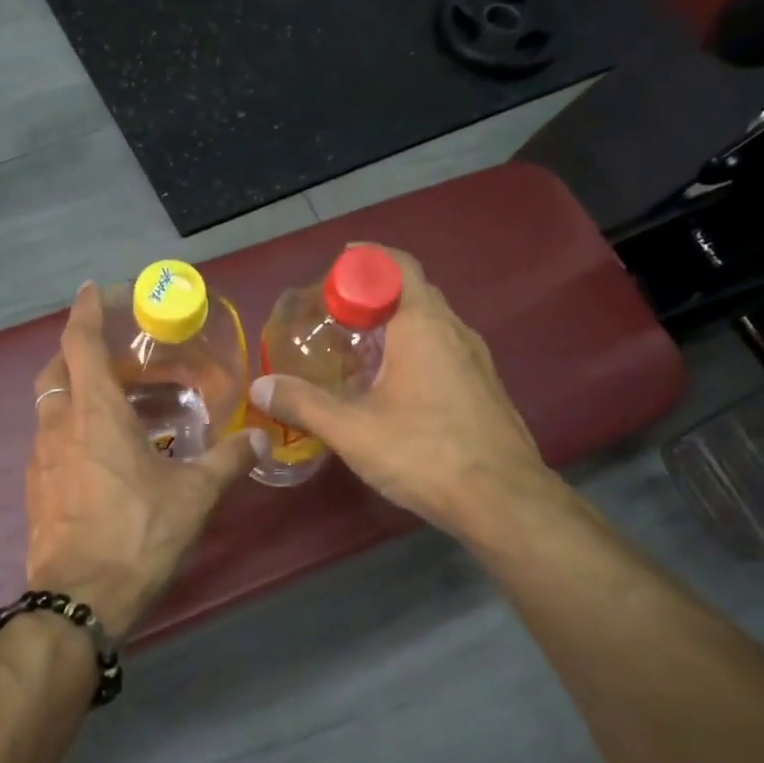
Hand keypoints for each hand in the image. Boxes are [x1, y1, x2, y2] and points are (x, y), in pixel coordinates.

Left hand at [25, 283, 266, 639]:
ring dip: (73, 393)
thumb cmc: (137, 535)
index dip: (84, 311)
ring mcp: (39, 460)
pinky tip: (98, 454)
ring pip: (49, 407)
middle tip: (111, 355)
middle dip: (76, 351)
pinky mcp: (35, 490)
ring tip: (112, 404)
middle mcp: (59, 426)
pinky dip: (69, 430)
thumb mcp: (194, 496)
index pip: (80, 343)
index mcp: (94, 413)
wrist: (80, 600)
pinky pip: (49, 442)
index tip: (91, 290)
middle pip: (55, 370)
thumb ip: (228, 461)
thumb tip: (259, 437)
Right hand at [248, 246, 554, 543]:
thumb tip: (260, 387)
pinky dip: (413, 352)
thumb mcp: (352, 430)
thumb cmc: (424, 453)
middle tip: (333, 315)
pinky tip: (391, 388)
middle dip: (372, 294)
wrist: (503, 501)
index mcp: (423, 325)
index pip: (396, 266)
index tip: (329, 275)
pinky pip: (442, 351)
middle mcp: (454, 331)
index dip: (362, 260)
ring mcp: (476, 360)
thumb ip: (303, 404)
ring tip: (355, 350)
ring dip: (393, 326)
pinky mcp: (484, 389)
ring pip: (430, 324)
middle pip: (412, 292)